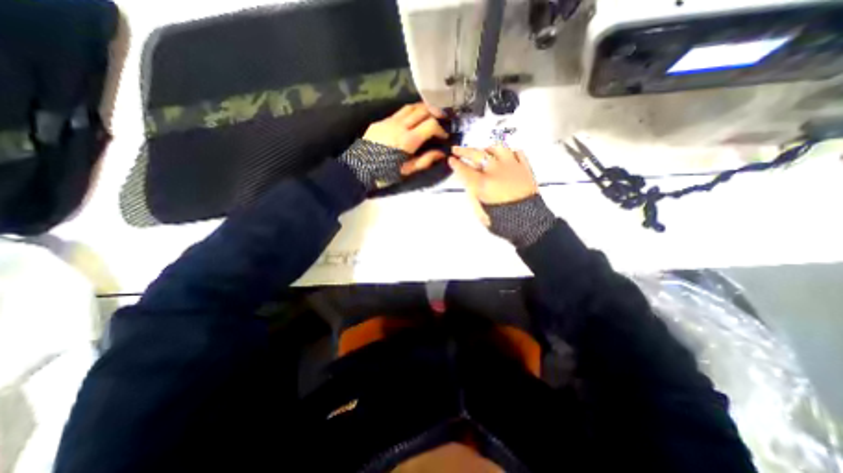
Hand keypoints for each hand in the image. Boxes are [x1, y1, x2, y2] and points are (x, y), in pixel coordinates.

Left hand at [366, 101, 450, 174]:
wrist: (359, 169)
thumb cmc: (385, 173)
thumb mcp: (408, 171)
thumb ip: (425, 160)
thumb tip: (441, 153)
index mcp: (408, 139)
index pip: (430, 124)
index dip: (440, 129)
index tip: (444, 137)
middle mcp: (400, 125)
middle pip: (422, 110)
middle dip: (435, 113)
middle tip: (441, 120)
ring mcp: (389, 121)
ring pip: (409, 107)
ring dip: (422, 109)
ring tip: (429, 116)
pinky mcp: (380, 122)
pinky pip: (398, 113)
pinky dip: (409, 113)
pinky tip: (411, 121)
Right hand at [448, 146, 554, 247]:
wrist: (529, 223)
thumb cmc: (503, 221)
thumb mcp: (480, 212)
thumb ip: (473, 195)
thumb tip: (470, 183)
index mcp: (483, 184)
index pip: (465, 170)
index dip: (456, 164)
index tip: (451, 159)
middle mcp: (496, 171)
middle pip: (477, 154)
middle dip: (464, 151)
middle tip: (457, 149)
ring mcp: (512, 167)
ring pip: (498, 148)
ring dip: (487, 149)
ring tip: (483, 151)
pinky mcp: (525, 168)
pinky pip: (518, 152)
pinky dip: (509, 152)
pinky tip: (505, 155)